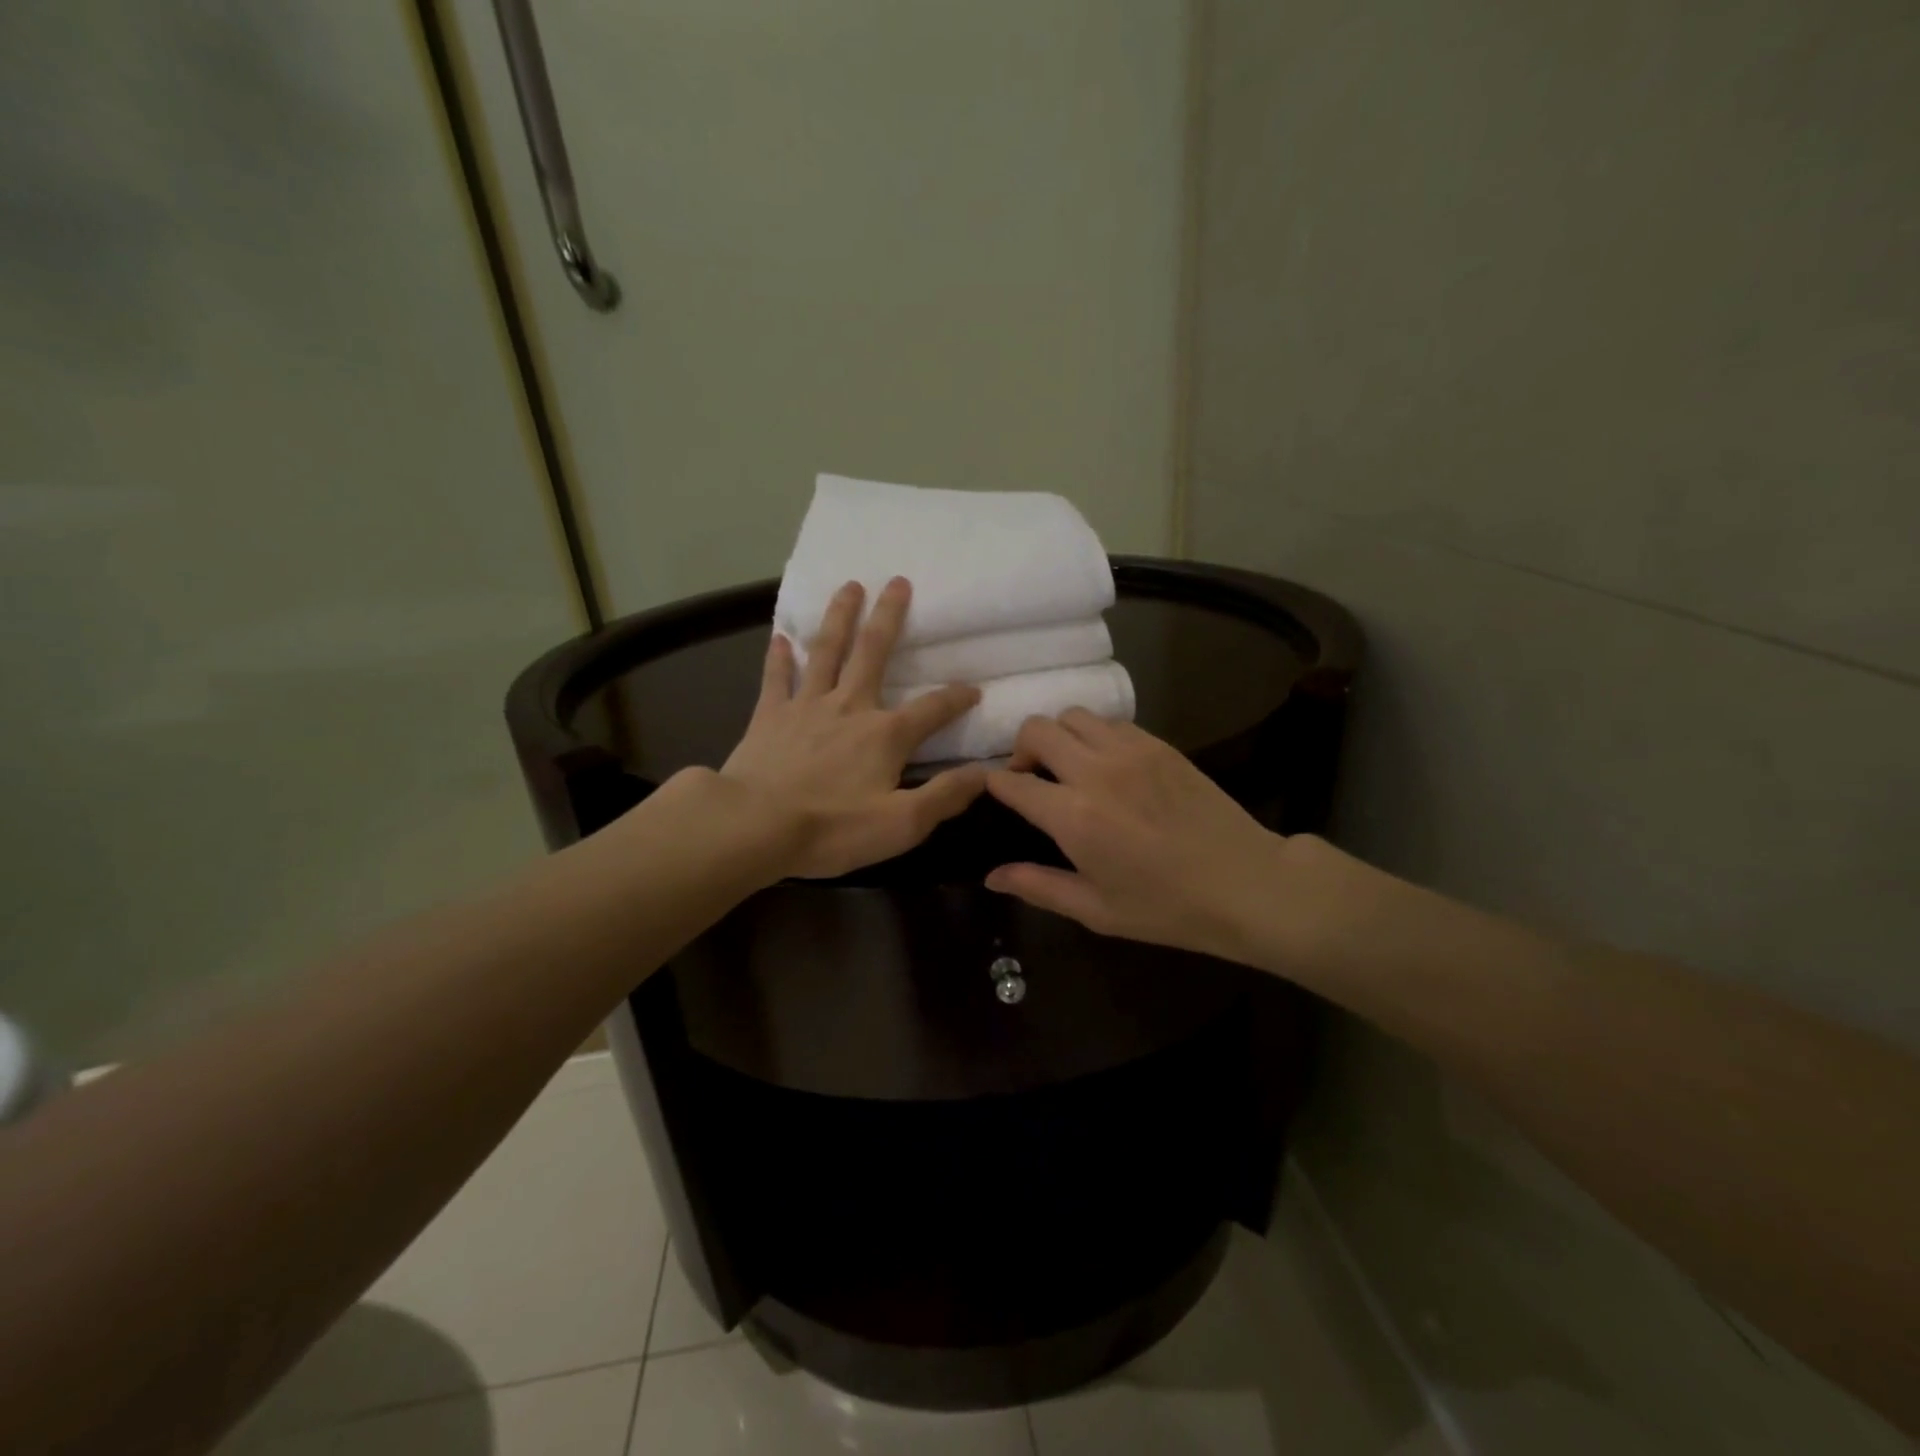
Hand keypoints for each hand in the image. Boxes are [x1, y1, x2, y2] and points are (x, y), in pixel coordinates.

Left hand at [719, 578, 986, 878]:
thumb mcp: (902, 825)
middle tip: (897, 581)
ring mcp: (806, 706)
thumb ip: (945, 796)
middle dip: (889, 617)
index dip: (956, 698)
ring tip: (849, 586)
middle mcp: (849, 707)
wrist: (754, 826)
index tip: (973, 689)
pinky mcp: (769, 716)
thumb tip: (985, 774)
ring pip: (827, 651)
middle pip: (873, 652)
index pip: (932, 709)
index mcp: (885, 734)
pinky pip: (776, 678)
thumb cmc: (832, 829)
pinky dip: (779, 657)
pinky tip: (781, 637)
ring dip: (840, 617)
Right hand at [985, 712, 1300, 961]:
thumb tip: (991, 876)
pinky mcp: (1159, 745)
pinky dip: (1096, 735)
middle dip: (1021, 749)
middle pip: (1037, 730)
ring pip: (1074, 716)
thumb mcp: (1095, 909)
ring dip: (1059, 736)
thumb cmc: (1166, 907)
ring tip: (1069, 766)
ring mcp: (1130, 751)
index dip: (994, 784)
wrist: (1245, 884)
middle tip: (1031, 777)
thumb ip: (1037, 886)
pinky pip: (1112, 723)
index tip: (996, 793)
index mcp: (1073, 816)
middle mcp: (1095, 771)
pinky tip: (1108, 765)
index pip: (1012, 782)